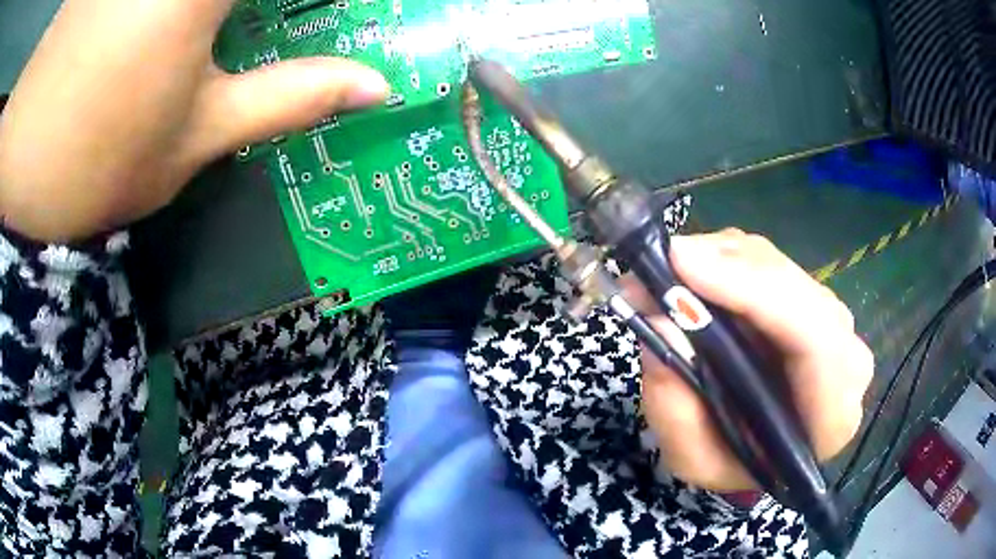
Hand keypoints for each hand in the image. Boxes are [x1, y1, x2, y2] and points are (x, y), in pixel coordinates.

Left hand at [0, 0, 388, 242]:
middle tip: (267, 24)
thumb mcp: (196, 135)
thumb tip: (376, 87)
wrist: (17, 181)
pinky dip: (191, 11)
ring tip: (222, 33)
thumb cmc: (95, 165)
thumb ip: (290, 96)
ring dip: (224, 13)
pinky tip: (185, 25)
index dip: (330, 0)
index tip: (336, 13)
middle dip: (275, 7)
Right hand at [636, 230, 873, 491]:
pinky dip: (725, 258)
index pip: (815, 339)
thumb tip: (662, 320)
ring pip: (778, 265)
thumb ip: (677, 407)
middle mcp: (846, 358)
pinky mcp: (809, 297)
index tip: (684, 266)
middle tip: (661, 264)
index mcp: (831, 415)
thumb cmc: (732, 463)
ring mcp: (832, 321)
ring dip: (719, 258)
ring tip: (665, 273)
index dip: (755, 292)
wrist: (758, 449)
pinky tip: (693, 274)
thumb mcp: (693, 459)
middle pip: (797, 291)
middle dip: (727, 268)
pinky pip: (768, 261)